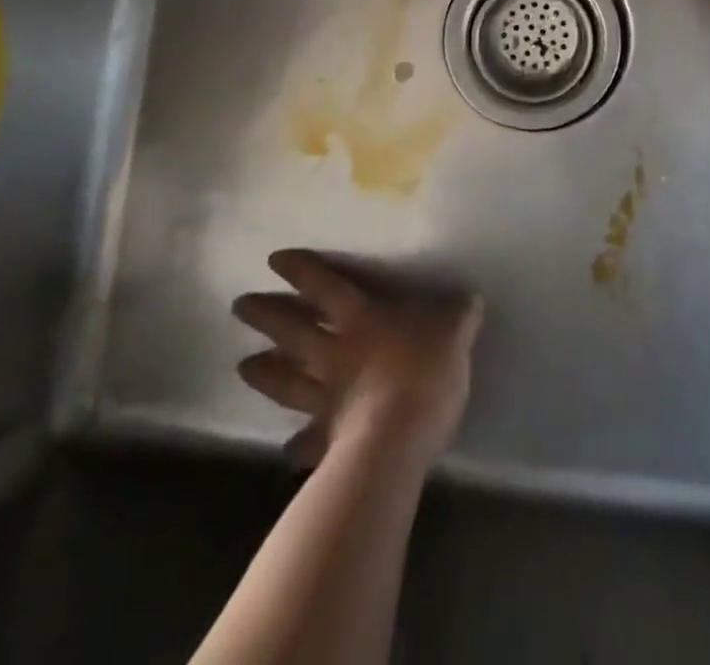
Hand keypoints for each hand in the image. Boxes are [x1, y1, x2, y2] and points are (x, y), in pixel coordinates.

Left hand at [233, 251, 483, 470]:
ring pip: (287, 381)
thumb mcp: (453, 332)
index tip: (273, 260)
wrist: (401, 435)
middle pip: (293, 330)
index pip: (325, 287)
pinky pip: (309, 442)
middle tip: (239, 306)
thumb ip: (457, 316)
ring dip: (265, 373)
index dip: (301, 271)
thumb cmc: (425, 370)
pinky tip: (286, 450)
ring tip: (242, 366)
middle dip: (266, 315)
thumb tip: (470, 299)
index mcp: (362, 320)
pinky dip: (298, 445)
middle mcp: (335, 354)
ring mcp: (327, 398)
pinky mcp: (330, 439)